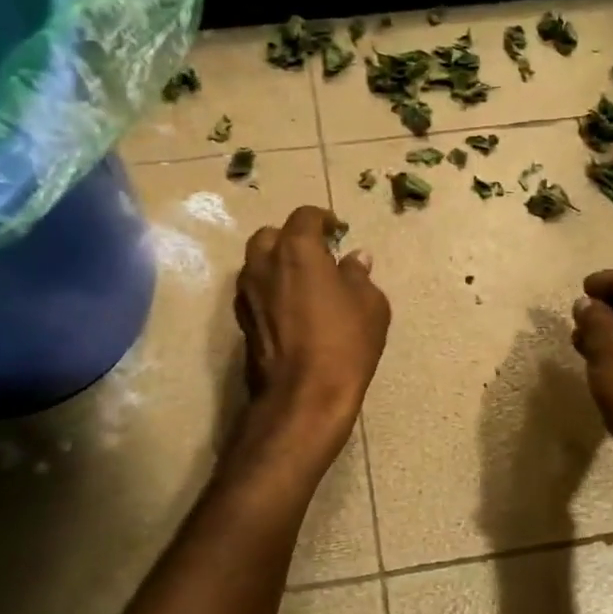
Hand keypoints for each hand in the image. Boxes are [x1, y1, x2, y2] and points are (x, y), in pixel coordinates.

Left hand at [233, 206, 390, 456]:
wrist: (304, 396)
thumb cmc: (344, 343)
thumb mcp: (370, 305)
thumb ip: (359, 275)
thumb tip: (355, 259)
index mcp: (296, 250)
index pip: (305, 217)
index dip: (323, 219)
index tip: (338, 231)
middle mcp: (264, 264)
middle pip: (271, 236)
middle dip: (291, 239)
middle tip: (316, 256)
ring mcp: (247, 294)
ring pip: (257, 264)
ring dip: (277, 265)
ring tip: (303, 283)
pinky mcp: (242, 322)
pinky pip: (255, 293)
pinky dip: (270, 291)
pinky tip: (291, 310)